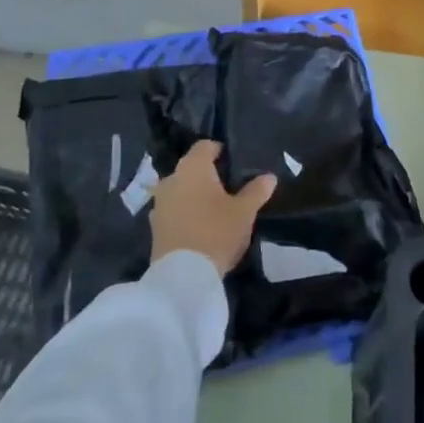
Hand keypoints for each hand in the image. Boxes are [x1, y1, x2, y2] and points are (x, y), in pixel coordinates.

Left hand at [149, 139, 277, 274]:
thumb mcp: (244, 212)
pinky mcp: (154, 226)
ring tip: (215, 208)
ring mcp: (158, 203)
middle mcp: (171, 178)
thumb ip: (257, 191)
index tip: (235, 163)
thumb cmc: (216, 232)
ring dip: (194, 195)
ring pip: (180, 189)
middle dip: (208, 175)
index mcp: (193, 167)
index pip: (205, 146)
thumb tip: (269, 177)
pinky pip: (173, 209)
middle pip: (191, 168)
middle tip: (229, 187)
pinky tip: (200, 225)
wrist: (182, 277)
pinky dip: (185, 212)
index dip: (221, 151)